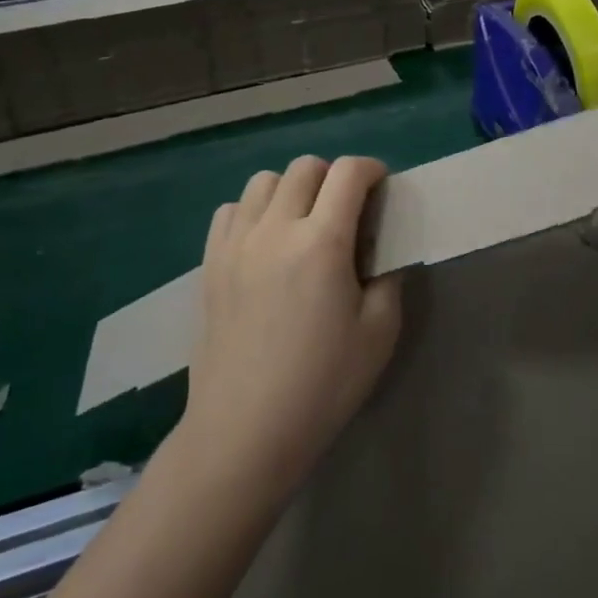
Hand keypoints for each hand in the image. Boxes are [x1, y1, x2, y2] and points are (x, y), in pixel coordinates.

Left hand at [181, 157, 402, 502]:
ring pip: (263, 181)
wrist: (245, 431)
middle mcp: (275, 229)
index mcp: (321, 242)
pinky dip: (253, 211)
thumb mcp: (379, 332)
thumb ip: (388, 278)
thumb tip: (381, 252)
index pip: (347, 172)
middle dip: (333, 176)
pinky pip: (230, 210)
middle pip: (305, 167)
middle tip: (346, 210)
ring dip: (292, 189)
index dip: (371, 170)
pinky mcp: (210, 264)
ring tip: (303, 223)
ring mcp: (236, 244)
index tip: (382, 188)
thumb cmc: (322, 385)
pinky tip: (265, 242)